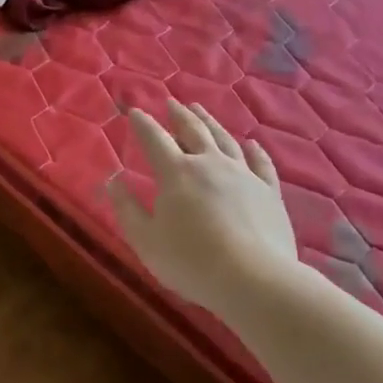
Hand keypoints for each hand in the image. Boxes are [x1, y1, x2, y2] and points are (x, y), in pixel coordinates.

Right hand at [107, 101, 297, 313]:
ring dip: (210, 123)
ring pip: (225, 140)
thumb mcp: (146, 240)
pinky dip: (255, 150)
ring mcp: (243, 175)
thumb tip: (113, 180)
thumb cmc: (191, 261)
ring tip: (200, 111)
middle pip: (193, 131)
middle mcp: (210, 163)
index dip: (142, 124)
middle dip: (179, 115)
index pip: (154, 140)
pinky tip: (252, 143)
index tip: (134, 111)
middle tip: (172, 102)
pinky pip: (261, 163)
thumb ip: (126, 208)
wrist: (253, 279)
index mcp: (176, 173)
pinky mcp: (269, 191)